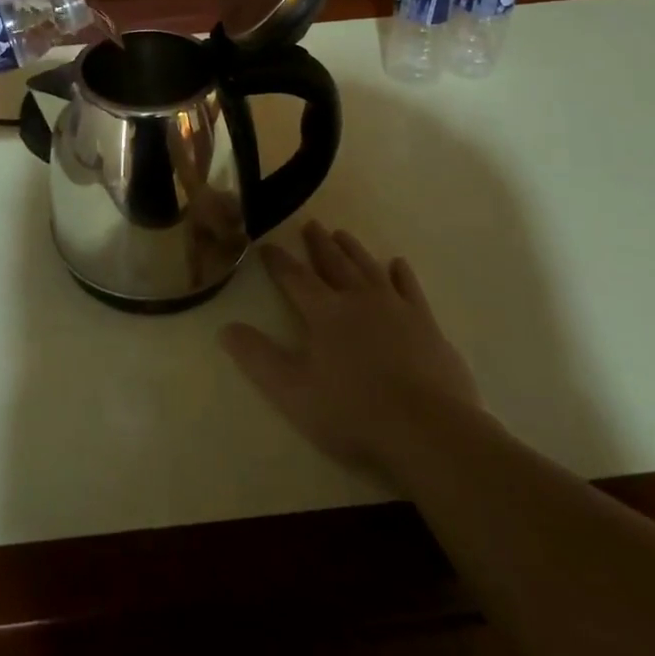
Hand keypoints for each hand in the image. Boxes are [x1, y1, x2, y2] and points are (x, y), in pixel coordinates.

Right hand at [222, 222, 480, 472]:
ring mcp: (396, 308)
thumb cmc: (354, 412)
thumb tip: (225, 328)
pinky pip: (410, 288)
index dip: (278, 261)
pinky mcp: (426, 325)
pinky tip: (397, 264)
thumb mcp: (293, 391)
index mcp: (324, 312)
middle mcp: (358, 299)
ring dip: (353, 250)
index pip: (294, 277)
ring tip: (342, 234)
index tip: (266, 245)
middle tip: (310, 225)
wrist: (429, 431)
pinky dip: (401, 274)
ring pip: (369, 268)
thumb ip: (258, 357)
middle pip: (334, 263)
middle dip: (318, 244)